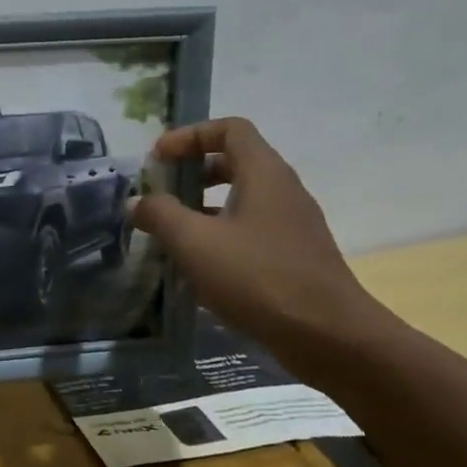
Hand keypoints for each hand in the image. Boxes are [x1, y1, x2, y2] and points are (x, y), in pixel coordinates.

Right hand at [133, 118, 385, 353]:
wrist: (329, 337)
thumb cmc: (258, 277)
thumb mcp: (194, 242)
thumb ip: (160, 214)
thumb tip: (137, 202)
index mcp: (264, 174)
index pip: (229, 129)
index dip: (189, 135)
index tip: (158, 158)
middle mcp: (283, 190)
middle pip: (235, 160)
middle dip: (192, 170)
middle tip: (160, 191)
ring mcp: (292, 224)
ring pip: (243, 197)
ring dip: (203, 204)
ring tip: (171, 229)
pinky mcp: (294, 255)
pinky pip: (251, 228)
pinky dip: (220, 232)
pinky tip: (199, 263)